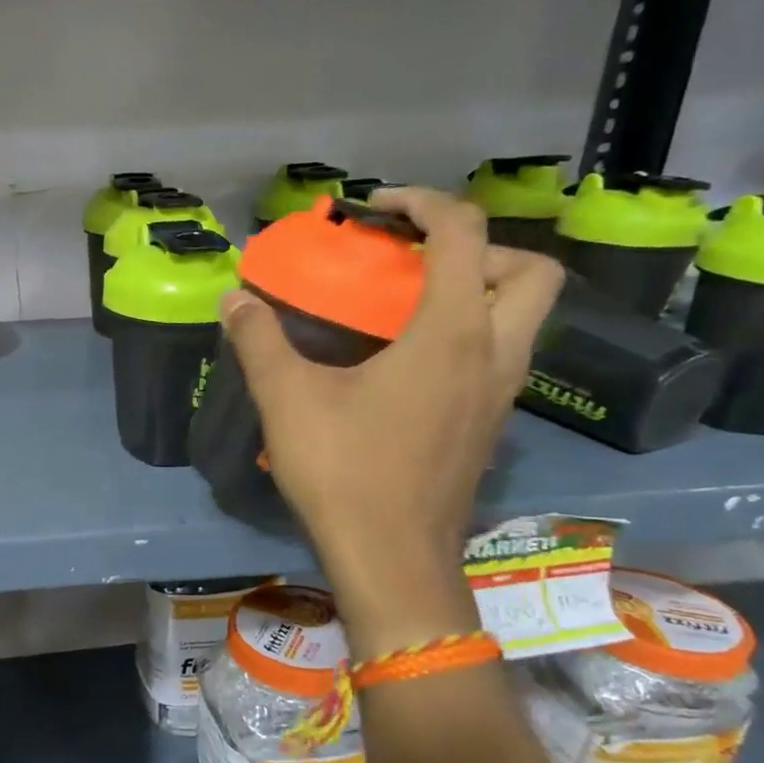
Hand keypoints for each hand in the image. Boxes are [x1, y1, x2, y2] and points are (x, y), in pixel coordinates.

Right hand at [219, 187, 562, 651]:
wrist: (391, 558)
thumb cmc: (343, 470)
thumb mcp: (288, 398)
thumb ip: (260, 340)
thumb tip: (234, 299)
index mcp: (452, 333)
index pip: (464, 235)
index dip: (424, 204)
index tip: (377, 209)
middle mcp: (494, 355)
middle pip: (529, 272)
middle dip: (481, 249)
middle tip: (420, 263)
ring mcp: (501, 395)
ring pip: (526, 318)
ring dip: (482, 292)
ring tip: (412, 308)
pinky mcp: (490, 426)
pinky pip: (502, 356)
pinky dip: (471, 335)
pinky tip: (411, 364)